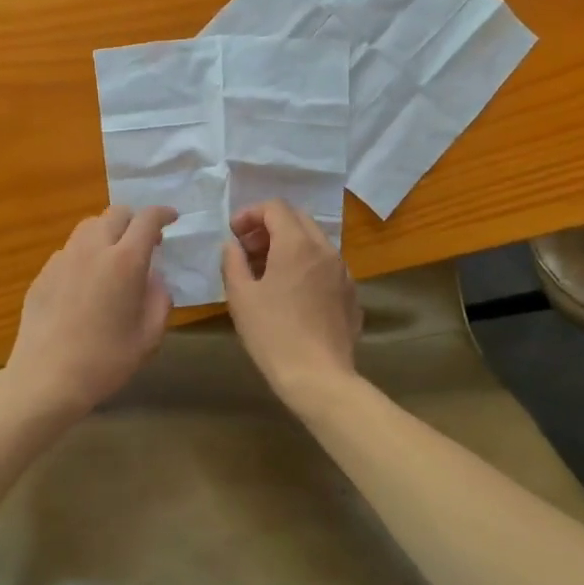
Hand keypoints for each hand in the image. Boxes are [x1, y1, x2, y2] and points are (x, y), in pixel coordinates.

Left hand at [3, 205, 177, 422]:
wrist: (46, 379)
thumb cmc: (106, 360)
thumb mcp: (149, 335)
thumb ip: (159, 298)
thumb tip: (153, 278)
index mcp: (125, 261)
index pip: (147, 219)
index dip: (162, 213)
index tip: (172, 218)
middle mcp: (93, 249)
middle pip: (115, 213)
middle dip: (134, 220)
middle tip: (144, 243)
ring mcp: (63, 259)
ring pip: (88, 227)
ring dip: (107, 233)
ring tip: (113, 258)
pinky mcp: (43, 273)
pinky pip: (69, 251)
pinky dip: (84, 255)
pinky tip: (85, 284)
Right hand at [221, 200, 361, 413]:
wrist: (318, 377)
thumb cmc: (273, 334)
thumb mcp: (241, 297)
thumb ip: (233, 261)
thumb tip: (232, 245)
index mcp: (297, 244)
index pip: (275, 207)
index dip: (250, 213)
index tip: (234, 233)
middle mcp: (325, 249)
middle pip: (297, 219)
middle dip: (269, 226)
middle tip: (248, 248)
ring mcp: (343, 271)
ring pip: (314, 242)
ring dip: (289, 245)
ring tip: (267, 271)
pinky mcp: (351, 294)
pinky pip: (326, 266)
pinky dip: (306, 266)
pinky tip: (293, 293)